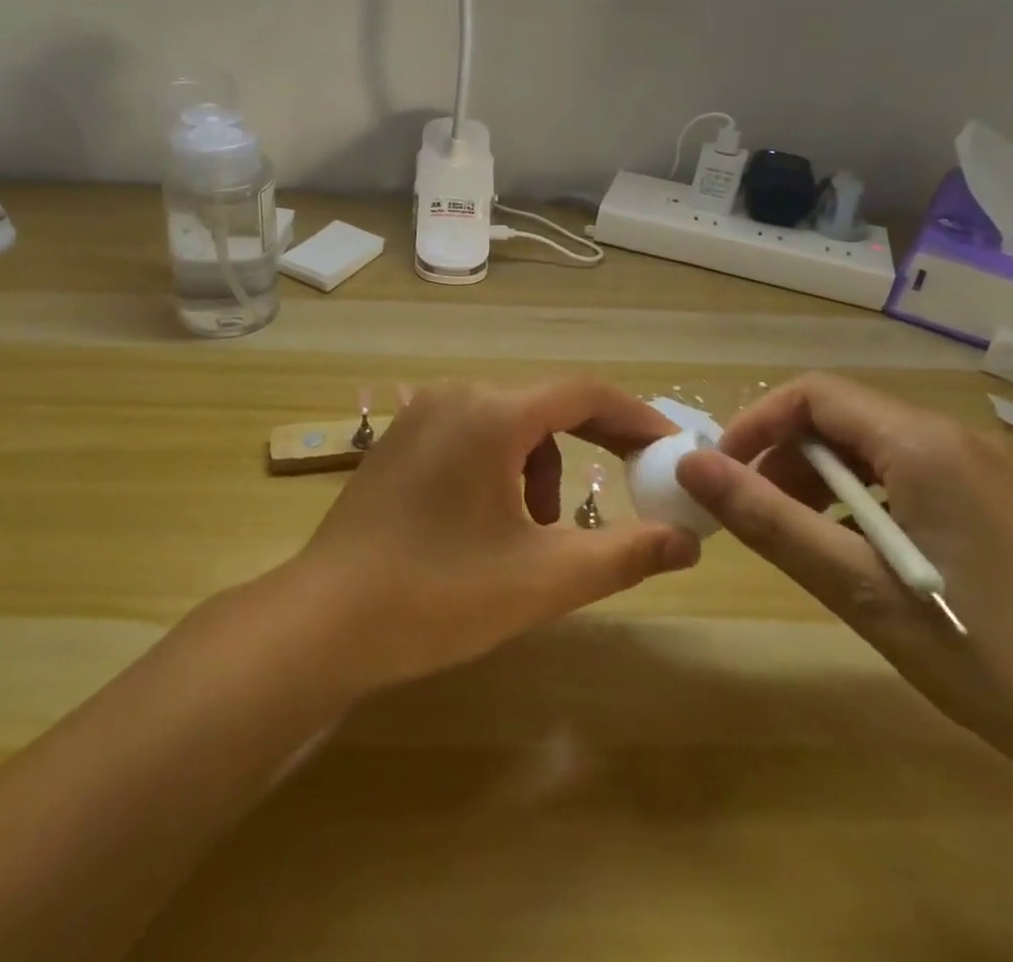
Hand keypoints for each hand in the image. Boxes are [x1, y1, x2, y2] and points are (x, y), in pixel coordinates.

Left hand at [290, 379, 701, 690]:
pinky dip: (501, 468)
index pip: (584, 393)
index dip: (636, 418)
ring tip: (538, 532)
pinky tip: (490, 523)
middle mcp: (455, 396)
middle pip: (545, 406)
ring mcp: (420, 415)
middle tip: (628, 485)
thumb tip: (688, 541)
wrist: (325, 620)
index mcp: (492, 412)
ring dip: (540, 467)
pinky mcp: (399, 441)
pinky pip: (471, 435)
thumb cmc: (440, 594)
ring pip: (508, 424)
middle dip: (591, 446)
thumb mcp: (544, 579)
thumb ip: (625, 554)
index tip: (670, 450)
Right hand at [677, 373, 1012, 773]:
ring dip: (825, 479)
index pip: (814, 394)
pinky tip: (866, 553)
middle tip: (758, 513)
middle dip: (787, 455)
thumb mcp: (858, 588)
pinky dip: (869, 497)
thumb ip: (768, 518)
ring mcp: (992, 469)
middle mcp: (960, 438)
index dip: (757, 423)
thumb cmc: (987, 655)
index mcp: (926, 444)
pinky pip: (914, 473)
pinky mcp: (1008, 501)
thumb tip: (691, 465)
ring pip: (877, 446)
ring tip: (806, 538)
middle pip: (844, 416)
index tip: (723, 473)